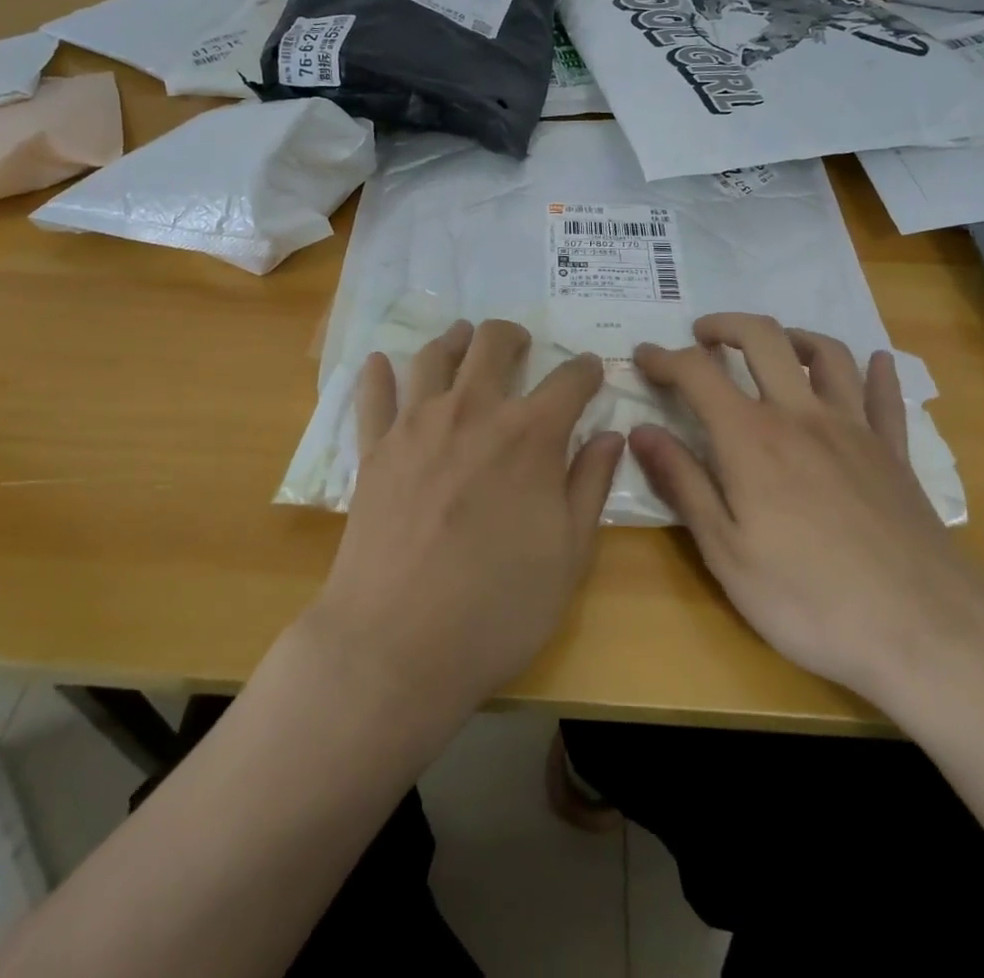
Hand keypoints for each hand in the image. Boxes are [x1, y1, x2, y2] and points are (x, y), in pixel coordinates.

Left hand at [308, 319, 623, 714]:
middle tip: (522, 347)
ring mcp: (417, 425)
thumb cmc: (497, 607)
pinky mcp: (374, 449)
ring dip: (455, 340)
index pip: (569, 381)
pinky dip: (378, 373)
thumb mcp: (569, 555)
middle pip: (493, 344)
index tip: (590, 371)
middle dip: (514, 337)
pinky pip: (373, 395)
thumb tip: (610, 435)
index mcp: (529, 435)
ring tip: (463, 339)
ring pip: (435, 355)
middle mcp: (473, 411)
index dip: (585, 370)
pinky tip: (379, 363)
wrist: (396, 646)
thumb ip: (590, 485)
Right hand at [630, 313, 983, 707]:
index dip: (664, 358)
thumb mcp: (726, 552)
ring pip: (827, 354)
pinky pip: (885, 396)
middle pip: (764, 339)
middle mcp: (801, 416)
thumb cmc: (808, 600)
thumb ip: (683, 483)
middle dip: (726, 325)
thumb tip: (641, 432)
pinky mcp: (895, 454)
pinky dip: (877, 372)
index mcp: (752, 439)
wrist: (925, 633)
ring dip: (793, 336)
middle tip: (702, 335)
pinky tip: (875, 362)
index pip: (698, 373)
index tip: (642, 356)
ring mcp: (855, 430)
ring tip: (774, 345)